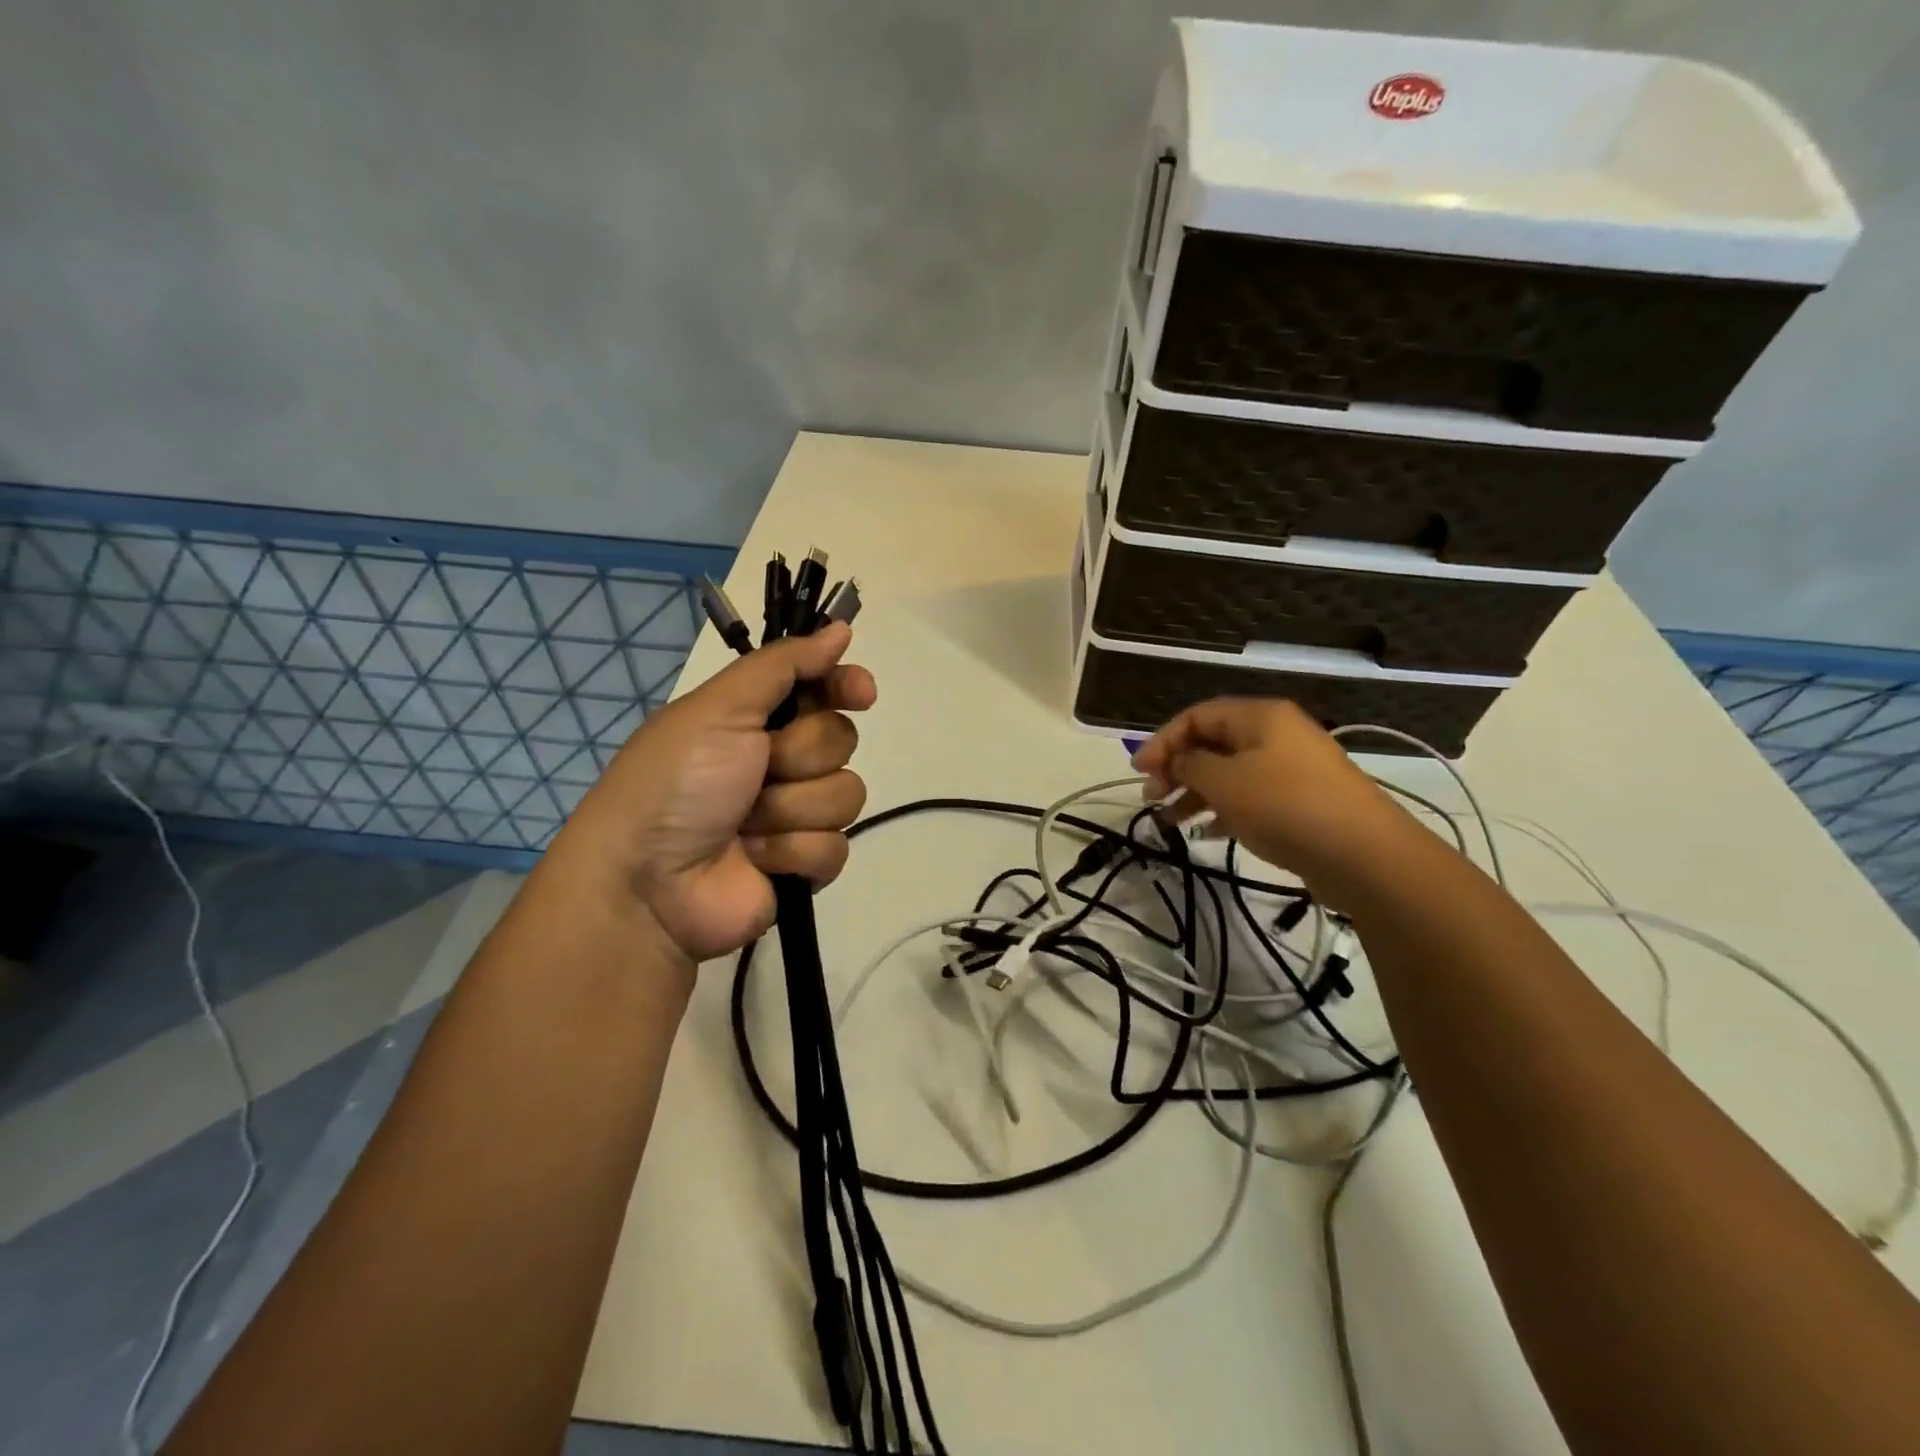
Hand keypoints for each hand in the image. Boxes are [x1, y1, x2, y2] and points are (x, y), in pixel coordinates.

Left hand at [553, 622, 876, 962]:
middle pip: (841, 740)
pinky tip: (757, 860)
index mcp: (757, 719)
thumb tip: (841, 630)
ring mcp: (795, 815)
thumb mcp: (718, 709)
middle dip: (799, 757)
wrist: (647, 884)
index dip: (845, 686)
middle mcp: (781, 762)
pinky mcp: (804, 864)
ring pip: (846, 795)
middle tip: (756, 771)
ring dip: (791, 809)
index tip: (861, 692)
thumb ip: (782, 666)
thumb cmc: (676, 782)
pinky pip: (836, 846)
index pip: (824, 689)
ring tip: (746, 826)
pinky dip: (794, 852)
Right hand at [1130, 698, 1409, 899]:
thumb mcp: (1224, 782)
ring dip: (1195, 792)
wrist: (1363, 854)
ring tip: (1170, 820)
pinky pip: (1250, 796)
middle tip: (1152, 797)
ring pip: (1229, 772)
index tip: (1139, 770)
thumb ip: (1189, 766)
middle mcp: (1276, 735)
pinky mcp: (1300, 801)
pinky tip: (1206, 832)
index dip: (1162, 740)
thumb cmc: (1285, 805)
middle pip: (1212, 743)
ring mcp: (1291, 769)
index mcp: (1259, 717)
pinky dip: (1224, 809)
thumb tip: (1176, 761)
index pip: (1197, 716)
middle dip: (1177, 768)